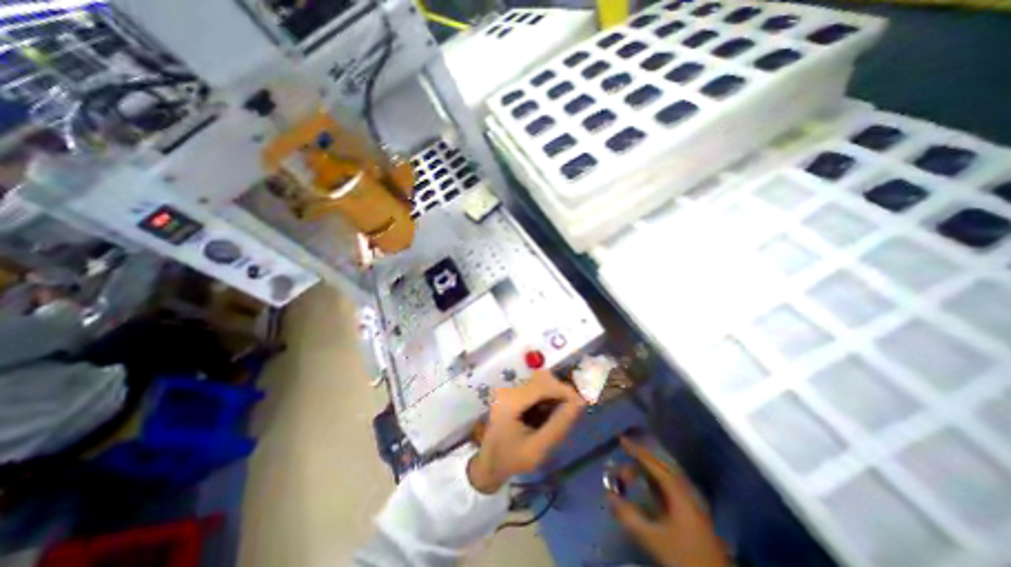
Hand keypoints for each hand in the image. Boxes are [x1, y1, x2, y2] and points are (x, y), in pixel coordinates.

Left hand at [471, 370, 588, 492]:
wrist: (488, 463)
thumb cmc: (511, 460)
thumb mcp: (538, 449)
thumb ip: (559, 425)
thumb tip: (580, 403)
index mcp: (510, 401)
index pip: (543, 384)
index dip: (564, 390)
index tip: (581, 405)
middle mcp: (508, 389)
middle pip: (542, 380)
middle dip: (560, 393)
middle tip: (570, 414)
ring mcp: (509, 388)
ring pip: (541, 382)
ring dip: (554, 396)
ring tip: (557, 417)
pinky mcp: (512, 391)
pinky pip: (535, 387)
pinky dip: (546, 398)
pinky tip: (547, 414)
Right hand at [607, 438, 726, 566]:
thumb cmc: (685, 558)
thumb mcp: (654, 539)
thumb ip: (630, 517)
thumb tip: (609, 496)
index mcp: (679, 492)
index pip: (654, 463)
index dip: (636, 450)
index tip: (621, 440)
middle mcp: (686, 489)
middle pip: (661, 464)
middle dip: (641, 457)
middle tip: (624, 453)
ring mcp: (691, 499)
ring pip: (666, 473)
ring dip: (648, 467)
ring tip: (632, 466)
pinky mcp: (692, 510)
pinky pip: (669, 483)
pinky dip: (655, 477)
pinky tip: (647, 482)